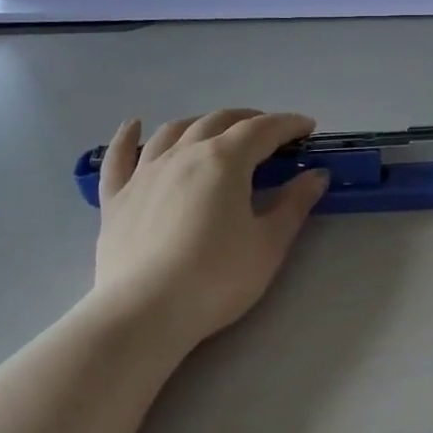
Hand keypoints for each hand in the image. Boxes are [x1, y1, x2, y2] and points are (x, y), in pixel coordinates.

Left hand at [92, 110, 330, 350]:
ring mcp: (144, 173)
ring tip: (216, 130)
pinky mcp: (116, 198)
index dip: (288, 124)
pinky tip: (133, 126)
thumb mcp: (268, 244)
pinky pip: (118, 157)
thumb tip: (317, 175)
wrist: (144, 312)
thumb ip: (294, 204)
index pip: (262, 130)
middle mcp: (183, 154)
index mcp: (224, 160)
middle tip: (269, 133)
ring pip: (173, 132)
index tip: (307, 127)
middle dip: (249, 120)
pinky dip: (127, 138)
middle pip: (218, 122)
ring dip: (200, 123)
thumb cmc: (216, 278)